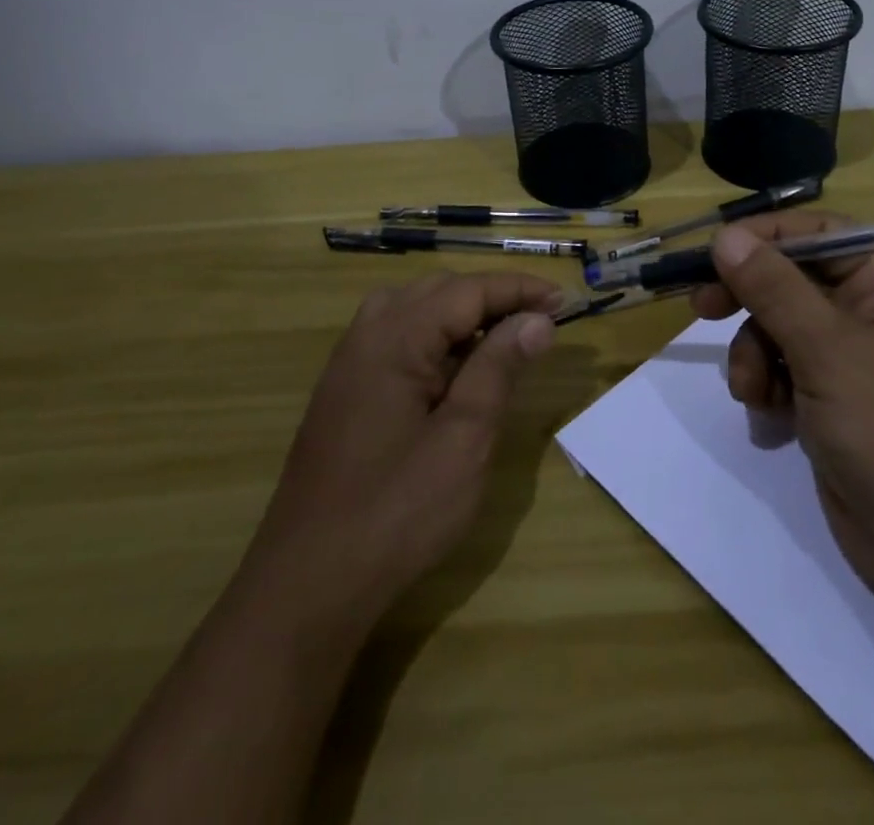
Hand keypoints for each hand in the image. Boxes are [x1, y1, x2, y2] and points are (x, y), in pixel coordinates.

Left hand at [253, 271, 559, 633]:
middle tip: (540, 322)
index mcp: (395, 338)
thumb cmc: (396, 512)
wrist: (308, 584)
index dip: (519, 290)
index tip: (565, 300)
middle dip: (493, 298)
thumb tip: (538, 319)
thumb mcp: (464, 438)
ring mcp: (350, 363)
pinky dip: (436, 337)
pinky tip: (456, 370)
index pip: (468, 290)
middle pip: (440, 291)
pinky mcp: (345, 390)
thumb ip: (499, 368)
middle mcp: (367, 335)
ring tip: (503, 340)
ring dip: (463, 315)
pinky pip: (396, 337)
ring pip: (415, 309)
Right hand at [691, 212, 873, 615]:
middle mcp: (870, 312)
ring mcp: (850, 359)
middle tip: (702, 308)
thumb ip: (772, 288)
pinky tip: (766, 414)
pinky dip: (766, 386)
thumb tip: (726, 236)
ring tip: (752, 391)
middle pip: (790, 281)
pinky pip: (782, 369)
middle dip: (748, 300)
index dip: (763, 238)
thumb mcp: (827, 349)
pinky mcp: (832, 400)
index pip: (817, 235)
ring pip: (777, 328)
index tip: (712, 253)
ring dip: (754, 355)